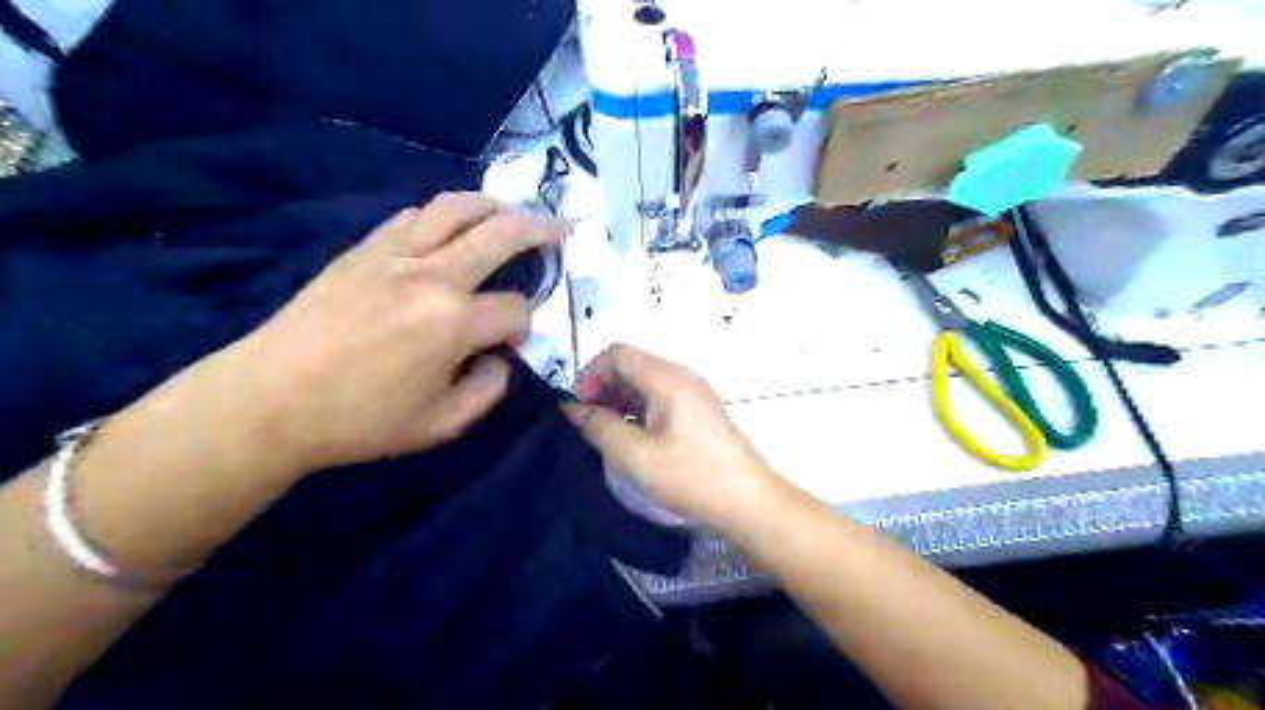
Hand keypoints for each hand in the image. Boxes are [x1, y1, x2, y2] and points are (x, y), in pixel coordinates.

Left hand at [220, 191, 568, 472]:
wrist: (268, 401)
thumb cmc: (359, 421)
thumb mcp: (442, 425)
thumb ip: (489, 390)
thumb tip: (502, 359)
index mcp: (454, 323)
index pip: (516, 309)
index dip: (525, 326)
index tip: (513, 343)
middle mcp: (432, 276)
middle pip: (501, 233)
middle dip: (540, 230)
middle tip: (561, 229)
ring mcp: (395, 255)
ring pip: (456, 208)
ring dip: (494, 206)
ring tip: (513, 212)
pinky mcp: (364, 250)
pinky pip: (413, 216)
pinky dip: (443, 215)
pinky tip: (451, 226)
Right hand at [570, 344, 786, 526]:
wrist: (747, 500)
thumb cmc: (691, 476)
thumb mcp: (636, 456)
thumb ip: (600, 428)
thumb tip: (574, 409)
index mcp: (667, 379)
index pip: (618, 353)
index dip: (591, 374)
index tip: (581, 408)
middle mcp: (681, 377)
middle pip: (632, 365)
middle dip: (603, 388)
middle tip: (590, 425)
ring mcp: (693, 393)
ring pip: (645, 383)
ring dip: (620, 401)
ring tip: (608, 435)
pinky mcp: (698, 411)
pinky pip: (660, 398)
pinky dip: (638, 410)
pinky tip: (633, 439)